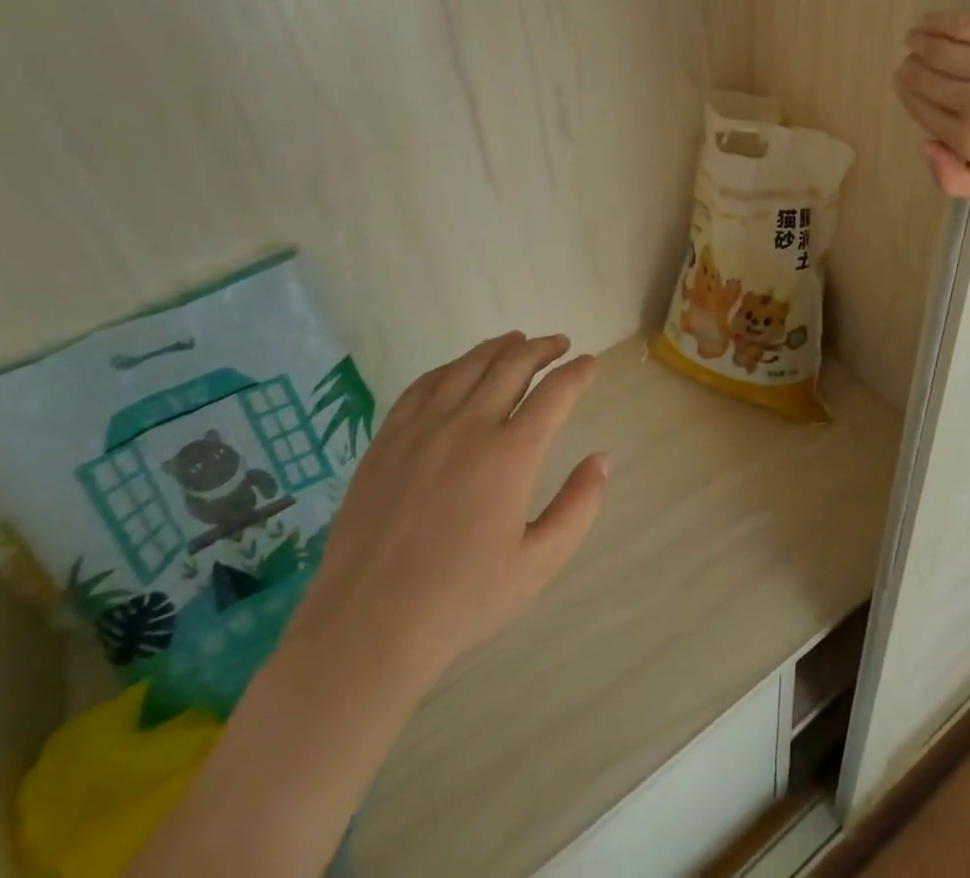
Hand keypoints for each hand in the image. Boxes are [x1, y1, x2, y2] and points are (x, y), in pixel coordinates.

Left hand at [281, 333, 608, 704]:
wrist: (367, 629)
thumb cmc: (462, 600)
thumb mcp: (538, 564)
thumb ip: (579, 507)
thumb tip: (602, 459)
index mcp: (511, 455)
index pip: (555, 393)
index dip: (578, 372)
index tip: (589, 364)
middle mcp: (468, 427)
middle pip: (513, 366)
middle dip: (543, 348)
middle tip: (559, 344)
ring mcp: (422, 430)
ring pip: (467, 367)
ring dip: (499, 348)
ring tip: (517, 341)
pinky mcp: (387, 441)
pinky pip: (422, 386)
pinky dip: (450, 367)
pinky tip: (459, 369)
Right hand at [893, 8, 969, 200]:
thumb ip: (958, 180)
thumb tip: (924, 143)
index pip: (923, 110)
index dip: (908, 95)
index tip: (904, 84)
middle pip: (927, 78)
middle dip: (910, 70)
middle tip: (908, 63)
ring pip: (943, 48)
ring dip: (919, 42)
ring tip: (914, 39)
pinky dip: (942, 21)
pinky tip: (930, 22)